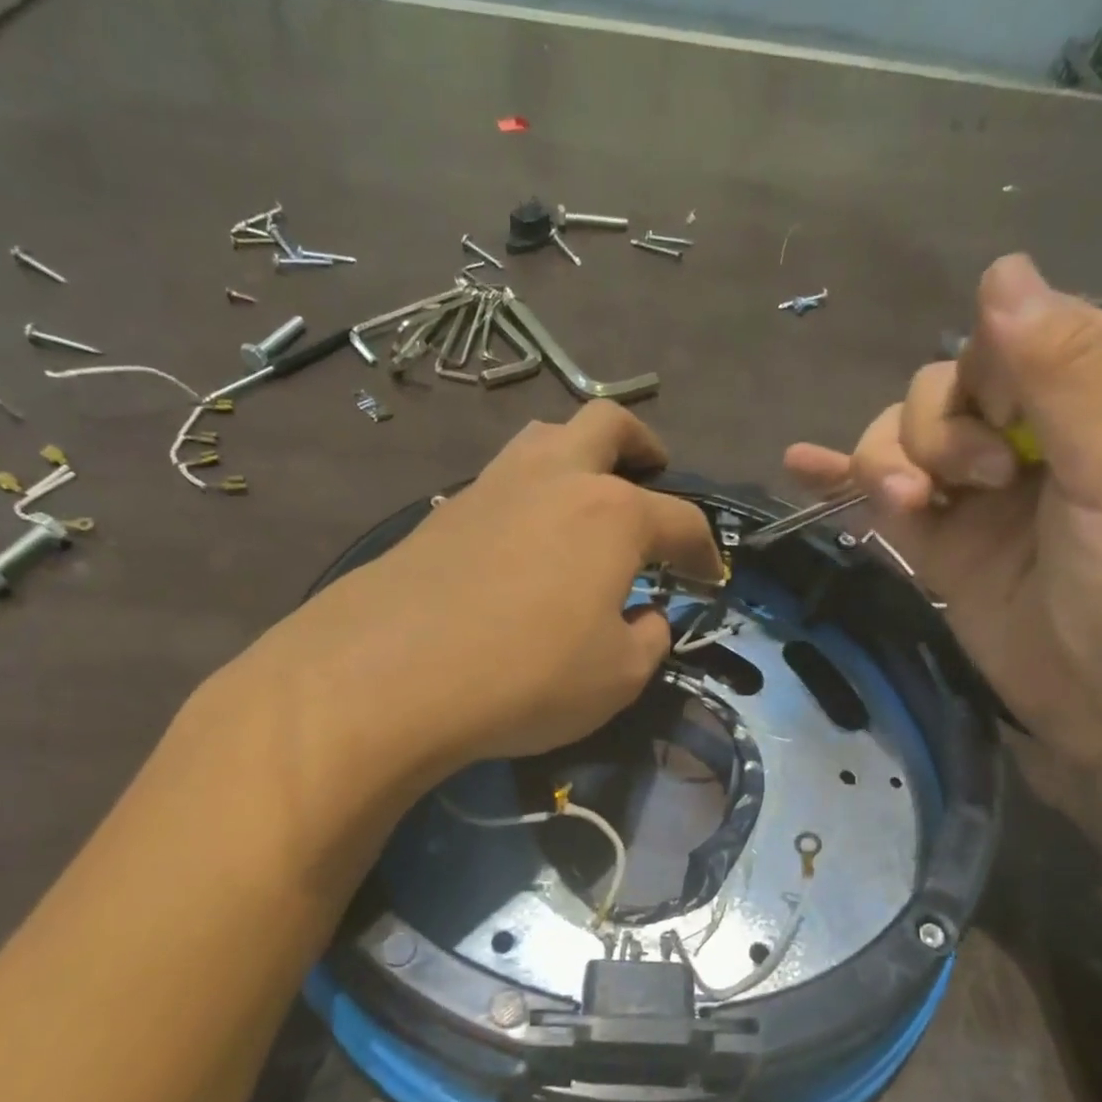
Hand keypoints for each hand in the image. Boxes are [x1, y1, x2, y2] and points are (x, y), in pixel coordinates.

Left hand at [218, 400, 722, 783]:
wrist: (391, 676)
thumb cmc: (527, 677)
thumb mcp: (617, 677)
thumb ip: (647, 641)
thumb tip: (645, 617)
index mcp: (612, 515)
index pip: (680, 520)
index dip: (703, 550)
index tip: (710, 576)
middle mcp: (555, 480)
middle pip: (607, 424)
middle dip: (642, 446)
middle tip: (653, 474)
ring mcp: (491, 488)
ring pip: (543, 438)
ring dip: (577, 454)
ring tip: (585, 498)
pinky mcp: (442, 512)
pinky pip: (499, 481)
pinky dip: (527, 495)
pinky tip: (524, 540)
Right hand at [786, 255, 1101, 799]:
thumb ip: (1067, 377)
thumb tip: (1000, 269)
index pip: (1018, 337)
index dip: (990, 367)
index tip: (1005, 421)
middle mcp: (1035, 439)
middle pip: (943, 388)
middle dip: (935, 428)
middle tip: (976, 483)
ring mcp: (980, 499)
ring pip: (903, 441)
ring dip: (886, 462)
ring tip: (907, 509)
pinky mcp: (941, 551)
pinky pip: (881, 502)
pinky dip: (841, 483)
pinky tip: (799, 464)